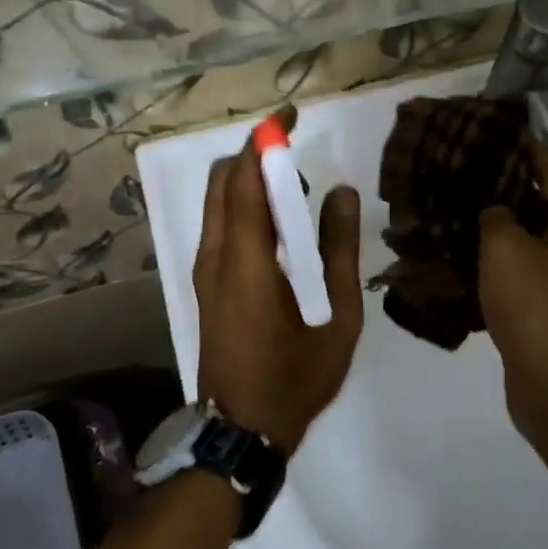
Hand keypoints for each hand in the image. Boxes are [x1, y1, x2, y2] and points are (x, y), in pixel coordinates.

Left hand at [193, 135, 364, 454]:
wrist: (238, 433)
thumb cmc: (294, 379)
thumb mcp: (337, 318)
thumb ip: (341, 251)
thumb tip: (342, 194)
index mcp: (246, 260)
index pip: (244, 178)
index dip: (264, 139)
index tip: (291, 115)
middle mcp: (216, 255)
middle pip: (223, 180)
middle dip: (256, 156)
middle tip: (300, 165)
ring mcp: (205, 270)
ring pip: (217, 202)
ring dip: (249, 183)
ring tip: (296, 200)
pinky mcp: (206, 283)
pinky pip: (220, 224)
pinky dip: (244, 206)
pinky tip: (280, 229)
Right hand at [478, 140, 547, 442]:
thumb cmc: (534, 305)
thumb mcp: (506, 247)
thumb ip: (496, 214)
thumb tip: (495, 209)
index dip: (524, 144)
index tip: (493, 127)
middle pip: (540, 199)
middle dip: (504, 182)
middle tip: (464, 165)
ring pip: (527, 233)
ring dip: (497, 220)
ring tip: (457, 201)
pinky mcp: (547, 302)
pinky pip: (520, 264)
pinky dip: (496, 254)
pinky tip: (462, 247)